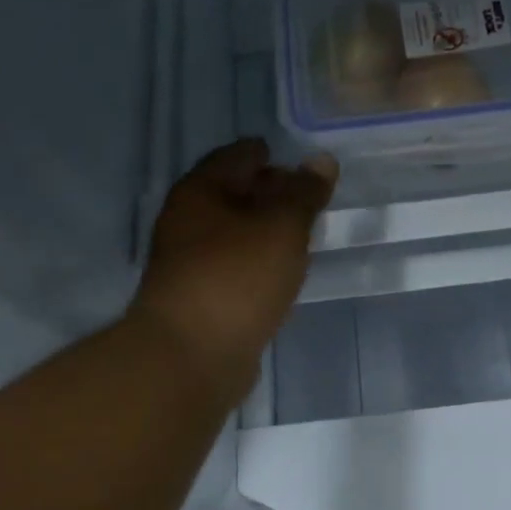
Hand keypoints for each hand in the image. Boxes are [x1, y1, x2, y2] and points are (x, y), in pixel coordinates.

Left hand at [130, 139, 337, 396]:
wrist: (192, 355)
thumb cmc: (237, 278)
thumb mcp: (281, 228)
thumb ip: (304, 195)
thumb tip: (322, 160)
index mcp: (200, 192)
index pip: (237, 157)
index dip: (267, 154)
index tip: (298, 163)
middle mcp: (188, 222)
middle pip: (231, 195)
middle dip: (267, 193)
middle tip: (307, 199)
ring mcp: (191, 264)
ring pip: (234, 235)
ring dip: (263, 232)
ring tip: (301, 236)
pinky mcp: (201, 301)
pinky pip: (235, 269)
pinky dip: (258, 264)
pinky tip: (280, 275)